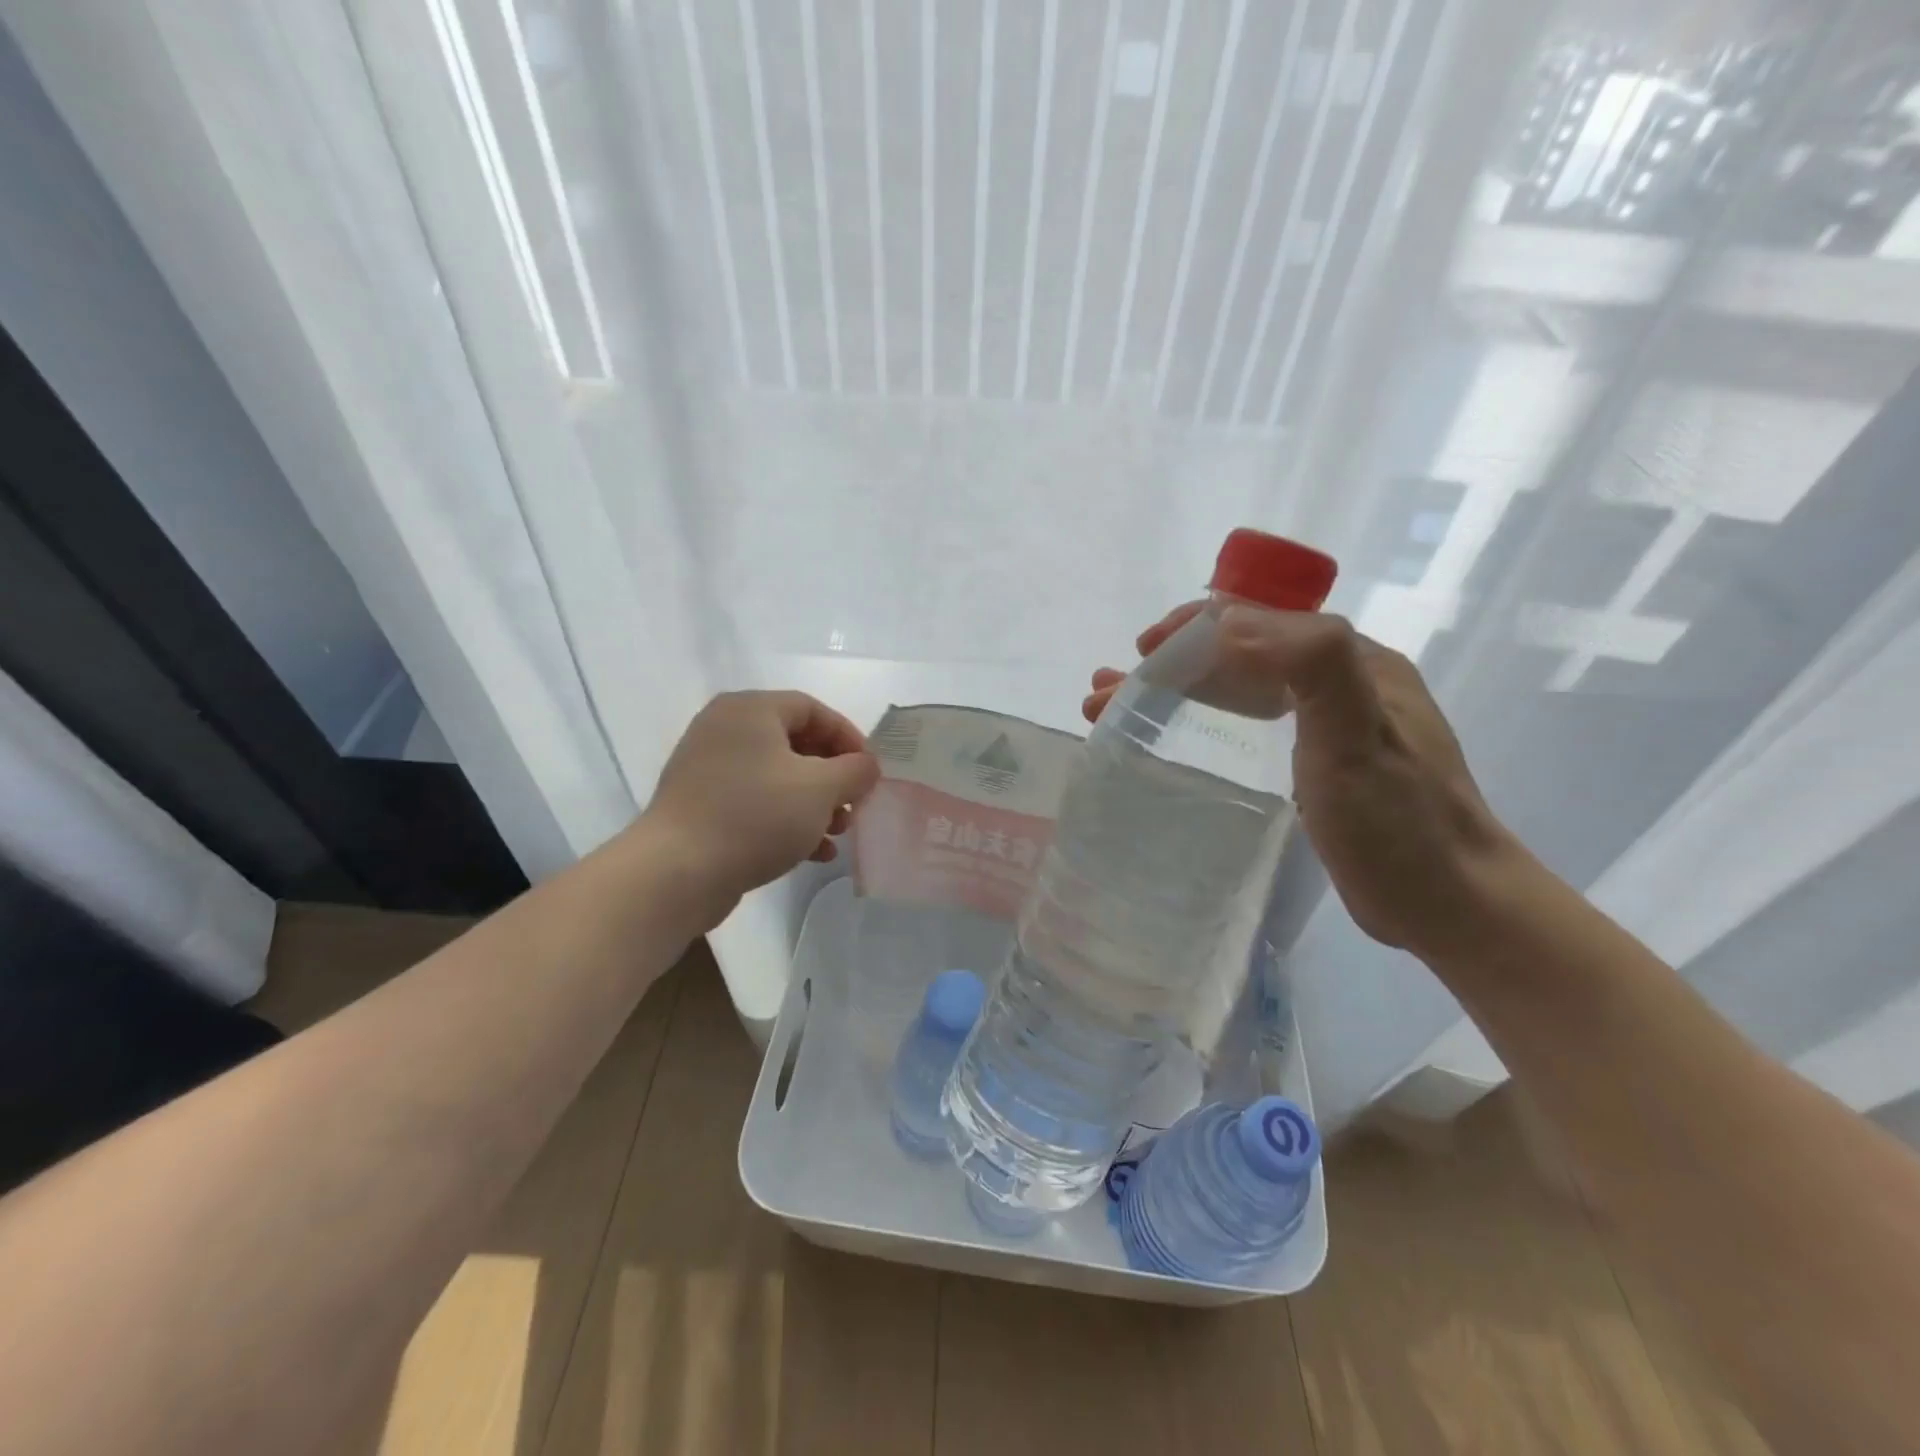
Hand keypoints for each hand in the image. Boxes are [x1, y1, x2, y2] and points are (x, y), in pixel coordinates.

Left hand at [643, 690, 879, 921]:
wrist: (676, 872)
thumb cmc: (756, 816)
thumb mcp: (820, 789)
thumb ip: (855, 771)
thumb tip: (867, 766)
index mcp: (751, 710)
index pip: (813, 709)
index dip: (848, 737)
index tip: (870, 771)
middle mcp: (725, 729)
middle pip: (796, 743)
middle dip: (833, 777)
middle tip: (854, 805)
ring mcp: (708, 768)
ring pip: (777, 776)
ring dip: (814, 803)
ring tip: (837, 833)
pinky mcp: (701, 805)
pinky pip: (755, 801)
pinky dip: (786, 820)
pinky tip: (812, 853)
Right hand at [1084, 604, 1517, 957]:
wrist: (1452, 901)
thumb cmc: (1400, 823)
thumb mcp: (1358, 739)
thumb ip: (1312, 664)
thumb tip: (1231, 623)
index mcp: (1353, 662)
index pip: (1259, 622)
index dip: (1193, 629)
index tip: (1141, 653)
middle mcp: (1341, 679)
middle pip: (1242, 653)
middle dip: (1171, 663)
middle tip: (1110, 690)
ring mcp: (1332, 720)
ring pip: (1242, 684)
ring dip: (1179, 687)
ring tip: (1120, 705)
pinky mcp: (1321, 758)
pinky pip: (1254, 716)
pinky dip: (1208, 713)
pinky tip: (1184, 726)